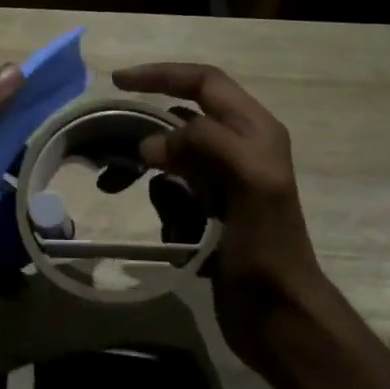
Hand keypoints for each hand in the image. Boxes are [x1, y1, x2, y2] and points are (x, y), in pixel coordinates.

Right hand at [112, 62, 333, 360]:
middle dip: (148, 119)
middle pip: (185, 113)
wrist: (279, 313)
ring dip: (151, 164)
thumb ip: (210, 144)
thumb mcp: (252, 184)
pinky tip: (164, 223)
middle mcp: (242, 147)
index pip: (205, 82)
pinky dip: (160, 197)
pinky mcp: (211, 209)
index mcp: (256, 132)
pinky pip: (173, 188)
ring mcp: (225, 179)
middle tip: (110, 130)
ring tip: (118, 182)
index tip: (116, 82)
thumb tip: (151, 142)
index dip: (162, 75)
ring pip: (175, 151)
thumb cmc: (268, 248)